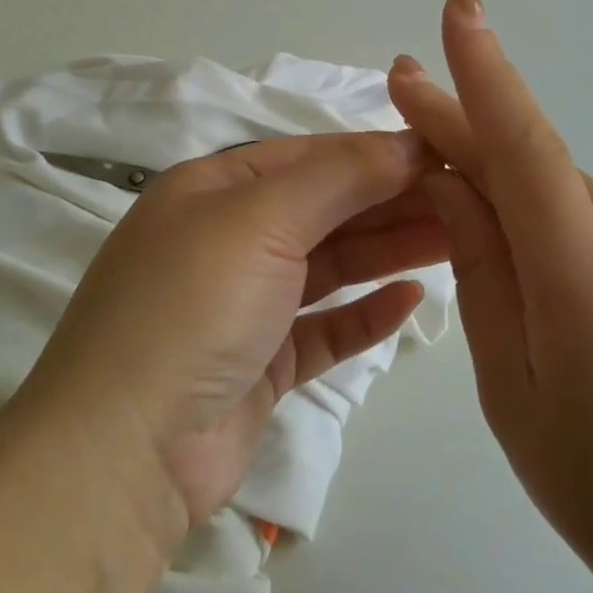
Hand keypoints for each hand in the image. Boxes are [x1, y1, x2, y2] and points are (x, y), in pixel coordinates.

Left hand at [21, 132, 447, 555]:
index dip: (376, 152)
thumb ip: (338, 177)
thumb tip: (405, 142)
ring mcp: (242, 304)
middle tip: (469, 200)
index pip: (310, 157)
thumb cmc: (191, 306)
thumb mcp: (260, 220)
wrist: (123, 450)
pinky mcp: (258, 362)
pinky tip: (409, 299)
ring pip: (328, 266)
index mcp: (214, 189)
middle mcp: (226, 238)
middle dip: (392, 201)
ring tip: (460, 240)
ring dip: (387, 250)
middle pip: (324, 209)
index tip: (445, 154)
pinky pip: (322, 326)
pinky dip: (363, 312)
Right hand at [389, 0, 592, 592]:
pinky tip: (527, 252)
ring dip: (504, 179)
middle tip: (409, 93)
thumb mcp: (516, 397)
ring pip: (568, 194)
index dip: (485, 77)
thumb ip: (484, 280)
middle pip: (539, 165)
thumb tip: (453, 188)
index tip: (457, 10)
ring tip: (450, 191)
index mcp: (589, 286)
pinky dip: (547, 215)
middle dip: (467, 125)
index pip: (526, 152)